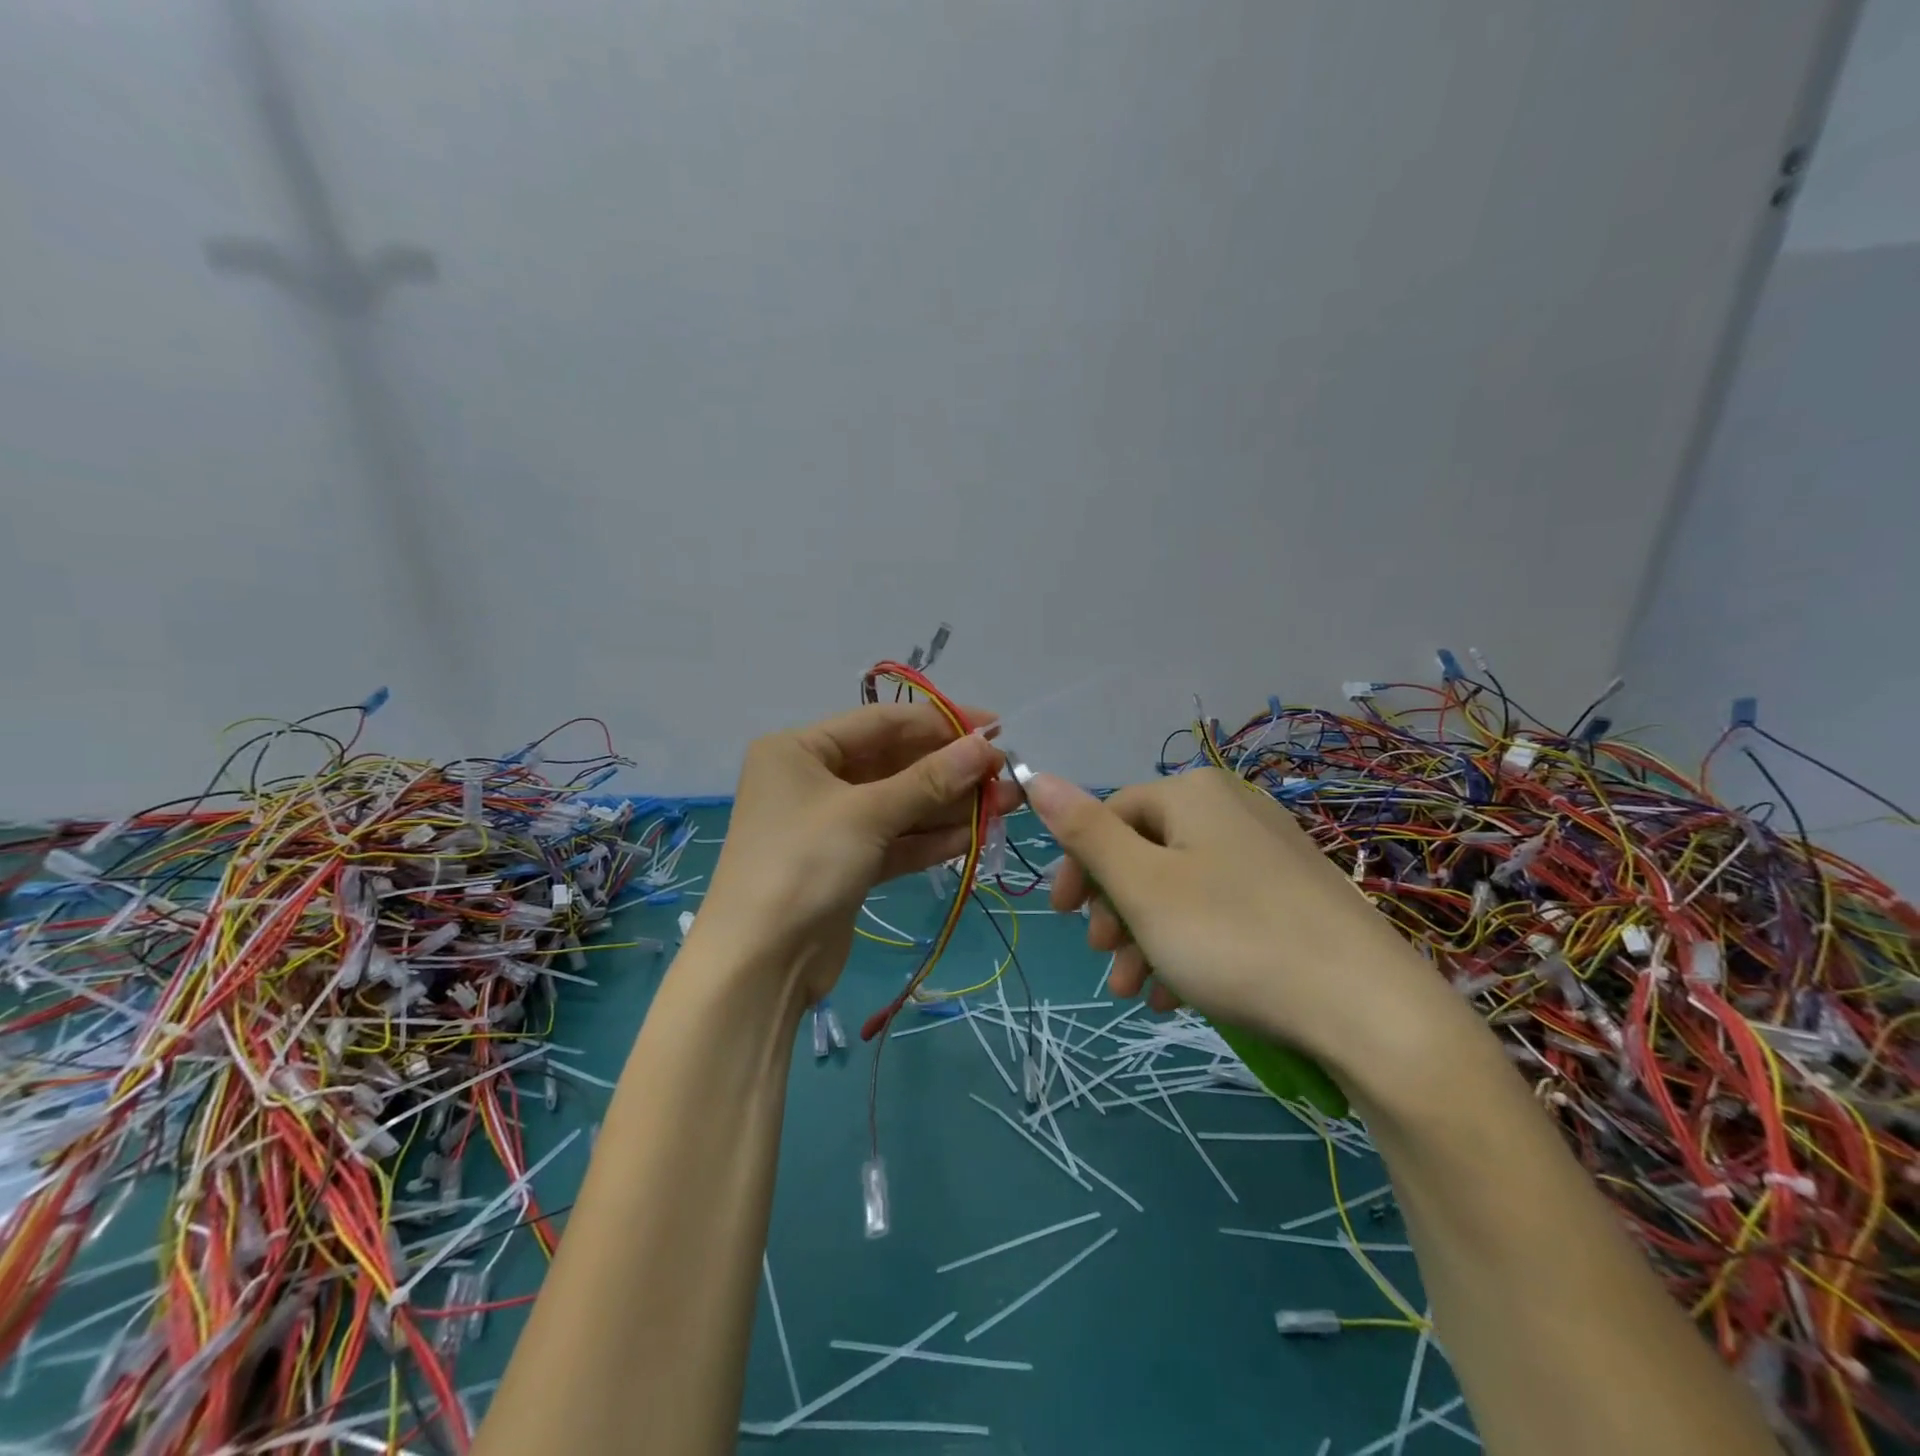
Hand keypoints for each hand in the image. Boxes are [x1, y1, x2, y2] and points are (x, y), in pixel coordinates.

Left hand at [697, 703, 1015, 1002]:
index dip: (941, 722)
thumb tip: (986, 747)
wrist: (759, 965)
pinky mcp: (846, 865)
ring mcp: (829, 825)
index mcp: (800, 749)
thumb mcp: (868, 814)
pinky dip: (930, 839)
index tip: (995, 729)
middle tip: (1005, 774)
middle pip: (893, 764)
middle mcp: (813, 780)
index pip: (882, 722)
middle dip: (949, 770)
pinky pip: (894, 840)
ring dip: (949, 805)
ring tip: (1005, 804)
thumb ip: (930, 779)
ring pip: (899, 805)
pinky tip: (975, 835)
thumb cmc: (804, 865)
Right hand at [1023, 767, 1454, 1075]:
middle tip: (1102, 958)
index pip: (1110, 815)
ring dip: (1145, 937)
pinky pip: (1221, 911)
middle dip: (1114, 910)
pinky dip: (1189, 947)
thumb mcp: (1142, 886)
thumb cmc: (1233, 937)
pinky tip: (1178, 996)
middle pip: (1146, 853)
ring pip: (1181, 889)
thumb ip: (1084, 831)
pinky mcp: (1294, 896)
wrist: (1369, 1010)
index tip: (1062, 919)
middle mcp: (1231, 809)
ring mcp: (1268, 852)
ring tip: (1134, 992)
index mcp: (1192, 794)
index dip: (1078, 866)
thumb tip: (1035, 774)